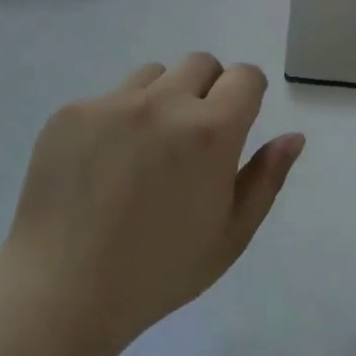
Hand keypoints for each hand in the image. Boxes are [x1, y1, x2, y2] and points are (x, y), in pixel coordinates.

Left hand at [2, 55, 303, 353]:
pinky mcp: (71, 112)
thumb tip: (293, 136)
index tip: (237, 120)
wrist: (61, 292)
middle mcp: (164, 103)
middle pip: (200, 63)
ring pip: (153, 75)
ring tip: (143, 152)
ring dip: (161, 99)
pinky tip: (101, 167)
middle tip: (191, 139)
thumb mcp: (230, 235)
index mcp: (211, 131)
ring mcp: (112, 103)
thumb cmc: (159, 272)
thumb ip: (267, 178)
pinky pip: (108, 98)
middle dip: (207, 89)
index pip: (245, 76)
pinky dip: (116, 120)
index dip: (247, 94)